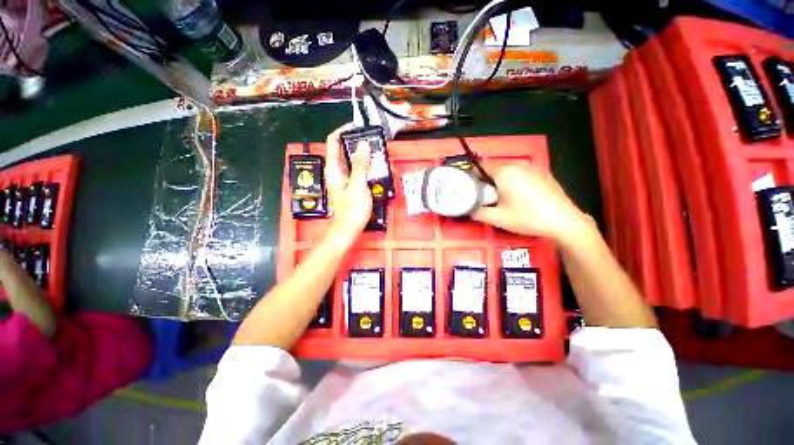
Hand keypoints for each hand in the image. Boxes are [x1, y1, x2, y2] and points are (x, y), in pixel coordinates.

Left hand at [325, 124, 372, 248]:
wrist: (348, 230)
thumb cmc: (352, 209)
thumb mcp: (358, 185)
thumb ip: (360, 165)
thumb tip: (363, 144)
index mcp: (333, 169)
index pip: (333, 141)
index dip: (343, 131)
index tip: (358, 127)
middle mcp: (335, 171)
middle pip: (341, 150)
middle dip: (355, 142)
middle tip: (372, 140)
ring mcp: (342, 179)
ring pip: (349, 160)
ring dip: (361, 154)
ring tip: (375, 151)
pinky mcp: (349, 186)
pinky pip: (355, 170)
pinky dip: (363, 165)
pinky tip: (374, 167)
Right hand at [471, 161, 589, 242]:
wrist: (563, 221)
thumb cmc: (527, 217)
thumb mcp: (497, 218)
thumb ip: (477, 212)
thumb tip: (468, 209)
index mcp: (504, 171)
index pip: (480, 167)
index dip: (473, 178)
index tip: (472, 191)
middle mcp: (518, 164)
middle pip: (494, 167)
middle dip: (487, 179)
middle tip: (486, 197)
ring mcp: (533, 167)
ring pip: (508, 169)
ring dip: (500, 179)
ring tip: (502, 197)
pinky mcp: (543, 172)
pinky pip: (521, 172)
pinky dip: (514, 179)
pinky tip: (519, 195)